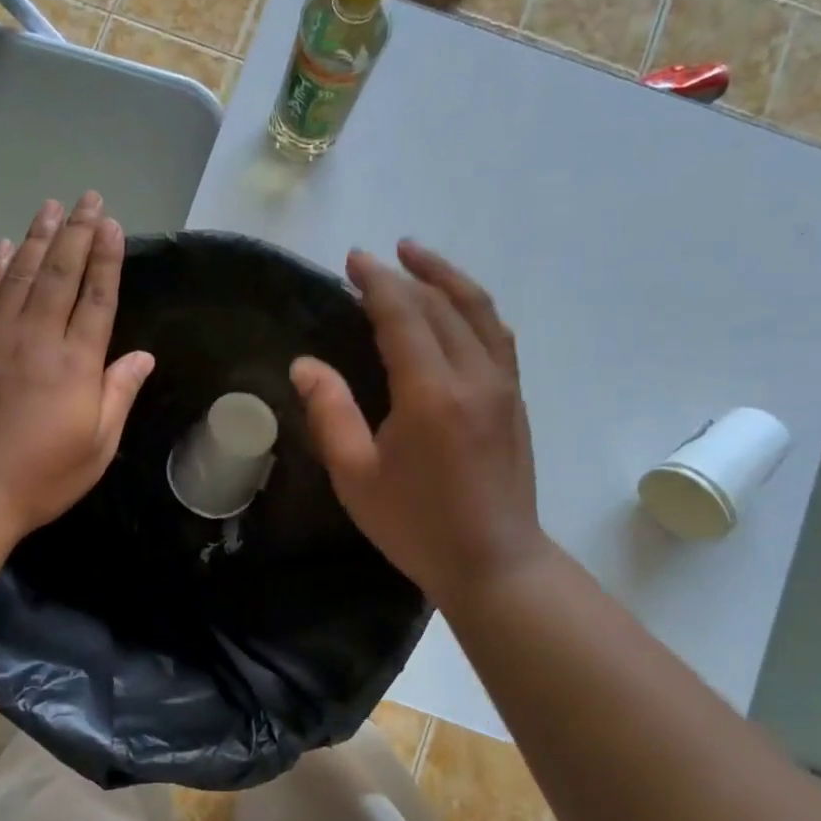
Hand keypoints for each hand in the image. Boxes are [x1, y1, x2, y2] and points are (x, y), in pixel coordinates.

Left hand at [0, 193, 154, 537]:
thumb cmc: (41, 475)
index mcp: (75, 363)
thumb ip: (119, 394)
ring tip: (51, 206)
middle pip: (60, 273)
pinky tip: (5, 246)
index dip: (106, 258)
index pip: (96, 297)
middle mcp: (36, 337)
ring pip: (21, 274)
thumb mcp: (97, 445)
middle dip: (77, 232)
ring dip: (39, 238)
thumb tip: (144, 356)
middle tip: (88, 198)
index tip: (112, 224)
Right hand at [292, 240, 549, 609]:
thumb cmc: (417, 524)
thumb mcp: (356, 475)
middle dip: (407, 274)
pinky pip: (496, 335)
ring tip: (419, 257)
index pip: (404, 315)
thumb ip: (330, 413)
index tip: (353, 259)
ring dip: (448, 278)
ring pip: (479, 311)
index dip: (377, 282)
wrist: (495, 562)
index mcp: (431, 394)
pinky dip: (474, 308)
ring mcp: (503, 386)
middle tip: (374, 260)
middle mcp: (474, 377)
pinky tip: (458, 307)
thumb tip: (305, 364)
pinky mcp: (514, 400)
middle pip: (443, 305)